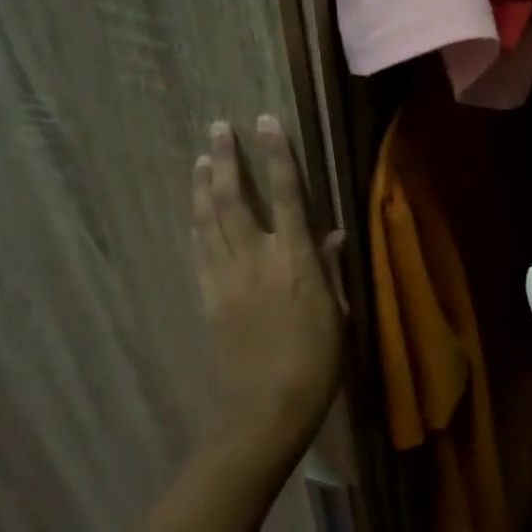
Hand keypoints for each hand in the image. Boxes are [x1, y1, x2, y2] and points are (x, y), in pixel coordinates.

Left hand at [191, 116, 346, 476]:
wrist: (265, 409)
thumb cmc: (317, 364)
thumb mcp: (338, 315)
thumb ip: (331, 270)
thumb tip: (332, 234)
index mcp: (296, 262)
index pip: (285, 195)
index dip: (276, 156)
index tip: (265, 122)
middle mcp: (256, 260)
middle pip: (233, 198)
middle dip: (225, 159)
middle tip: (218, 128)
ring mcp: (226, 278)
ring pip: (208, 219)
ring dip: (203, 184)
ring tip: (200, 157)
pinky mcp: (208, 297)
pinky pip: (198, 250)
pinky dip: (195, 223)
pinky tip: (194, 210)